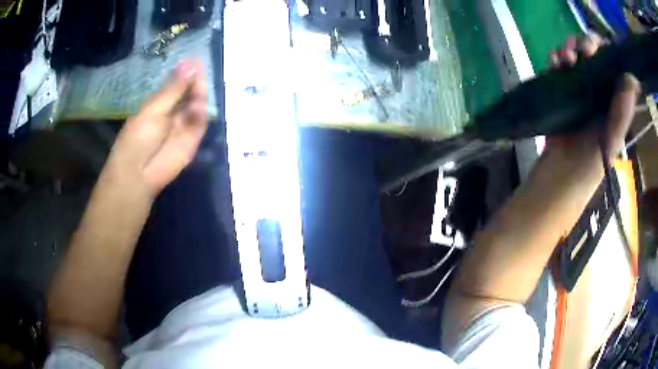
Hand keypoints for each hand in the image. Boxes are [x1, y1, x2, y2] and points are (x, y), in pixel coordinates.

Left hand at [104, 59, 207, 195]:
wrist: (139, 175)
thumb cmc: (138, 139)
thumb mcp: (154, 109)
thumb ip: (174, 89)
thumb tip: (190, 63)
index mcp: (157, 105)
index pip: (175, 85)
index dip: (184, 73)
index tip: (194, 60)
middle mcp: (171, 114)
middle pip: (188, 94)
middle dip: (194, 82)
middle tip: (200, 69)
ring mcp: (182, 127)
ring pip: (196, 106)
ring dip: (199, 96)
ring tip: (198, 87)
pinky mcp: (192, 141)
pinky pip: (200, 123)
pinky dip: (201, 114)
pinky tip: (198, 105)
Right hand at [546, 34, 639, 165]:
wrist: (567, 168)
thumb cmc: (595, 155)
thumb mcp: (615, 134)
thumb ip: (624, 109)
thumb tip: (631, 77)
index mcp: (610, 91)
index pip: (608, 58)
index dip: (602, 46)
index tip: (596, 48)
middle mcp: (595, 83)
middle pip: (589, 50)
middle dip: (583, 43)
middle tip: (580, 51)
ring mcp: (576, 83)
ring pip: (572, 53)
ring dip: (567, 49)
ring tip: (564, 58)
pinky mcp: (560, 87)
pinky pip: (556, 63)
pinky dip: (553, 58)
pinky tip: (553, 63)